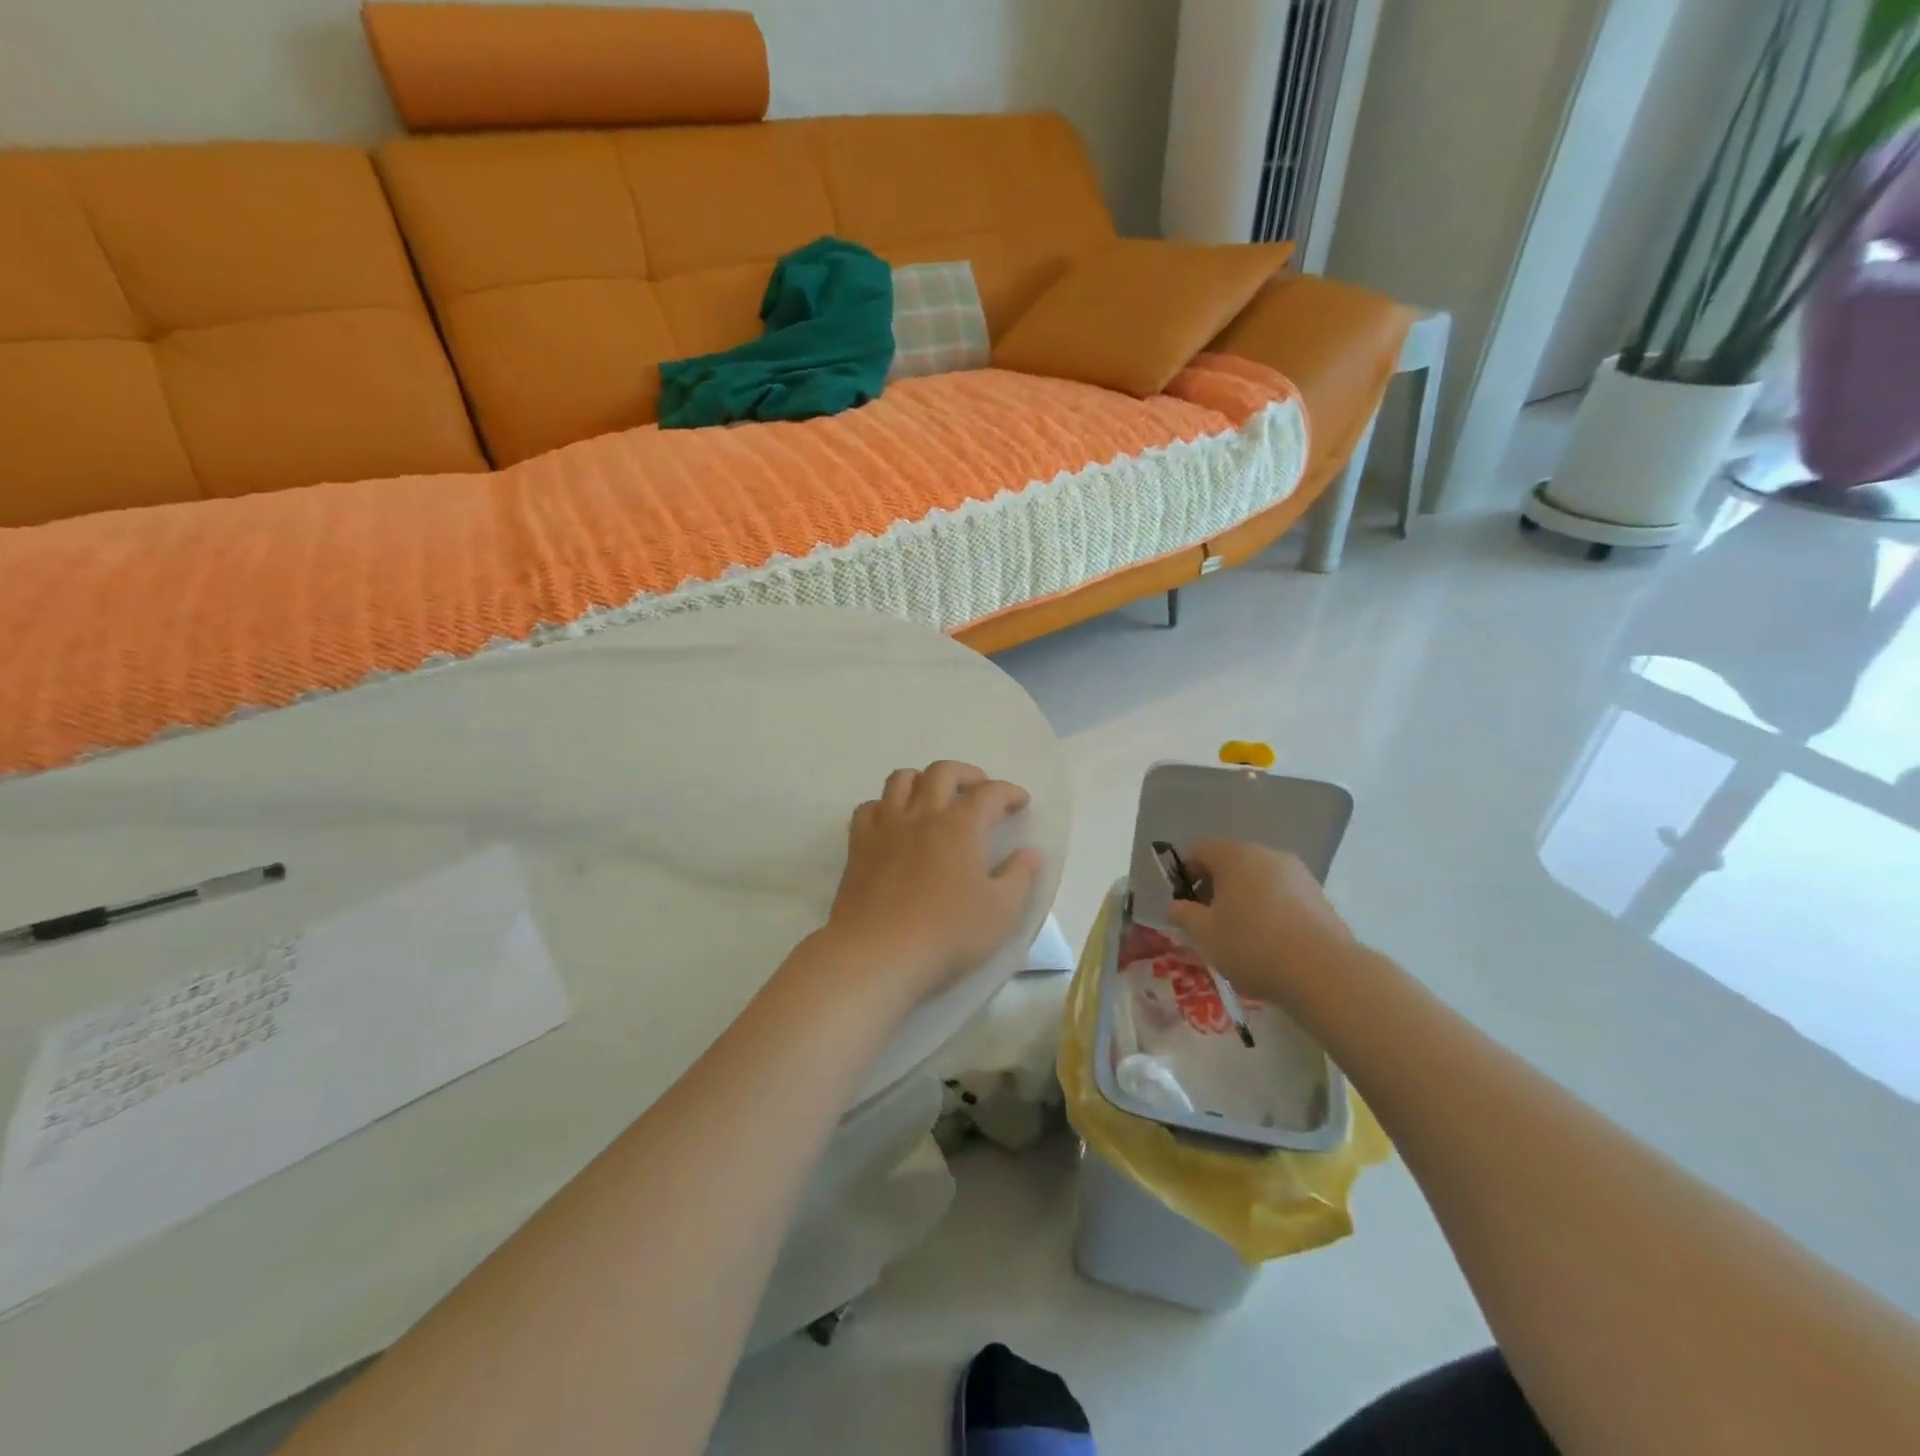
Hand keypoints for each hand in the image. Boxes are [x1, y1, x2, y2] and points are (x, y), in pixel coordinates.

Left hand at [819, 761, 1042, 1006]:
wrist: (877, 953)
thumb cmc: (947, 934)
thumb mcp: (1001, 912)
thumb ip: (1019, 877)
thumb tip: (1029, 853)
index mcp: (961, 827)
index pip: (990, 793)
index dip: (1009, 792)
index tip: (1020, 802)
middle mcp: (923, 815)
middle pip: (943, 772)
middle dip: (967, 774)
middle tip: (979, 790)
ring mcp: (886, 827)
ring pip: (902, 780)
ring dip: (923, 779)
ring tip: (935, 797)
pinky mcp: (859, 845)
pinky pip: (869, 807)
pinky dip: (885, 806)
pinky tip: (893, 822)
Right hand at [1165, 840, 1356, 1005]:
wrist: (1325, 972)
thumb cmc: (1253, 946)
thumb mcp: (1205, 935)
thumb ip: (1184, 915)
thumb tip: (1176, 906)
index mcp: (1235, 856)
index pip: (1199, 849)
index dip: (1185, 873)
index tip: (1185, 903)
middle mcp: (1267, 855)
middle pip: (1231, 861)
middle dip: (1215, 886)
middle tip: (1209, 920)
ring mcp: (1297, 874)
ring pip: (1258, 877)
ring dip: (1243, 897)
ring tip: (1241, 934)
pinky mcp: (1318, 895)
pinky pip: (1282, 893)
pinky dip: (1269, 908)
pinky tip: (1270, 940)